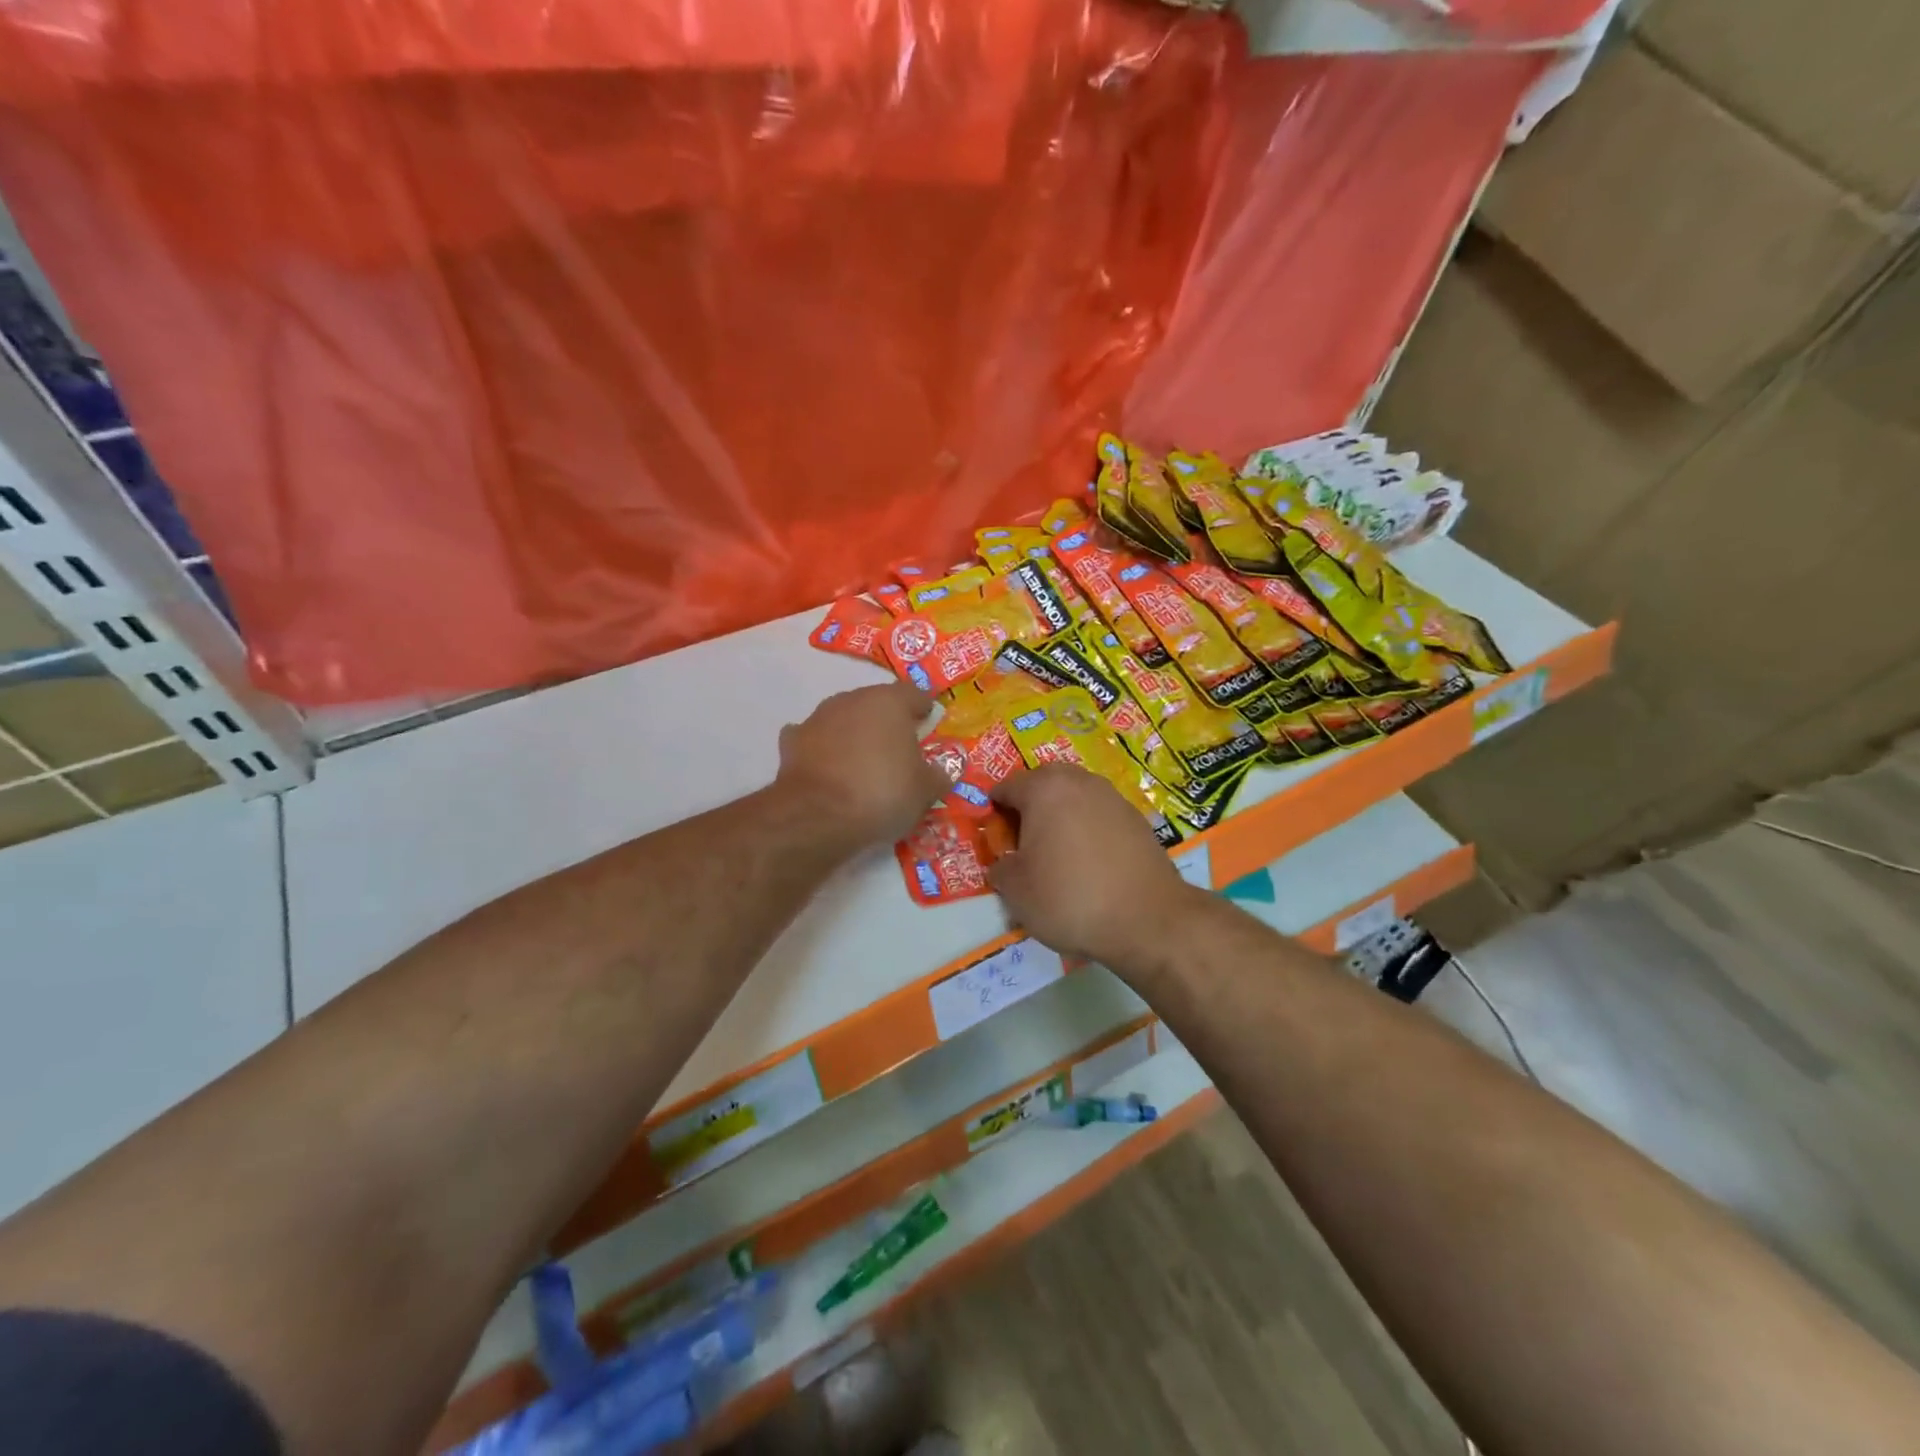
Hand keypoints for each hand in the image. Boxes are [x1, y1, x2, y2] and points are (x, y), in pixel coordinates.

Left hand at [776, 683, 948, 848]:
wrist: (817, 816)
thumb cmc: (882, 793)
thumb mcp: (924, 791)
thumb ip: (937, 775)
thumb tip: (942, 771)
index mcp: (889, 702)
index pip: (913, 694)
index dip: (923, 709)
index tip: (928, 723)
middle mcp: (852, 700)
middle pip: (876, 703)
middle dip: (887, 721)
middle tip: (899, 747)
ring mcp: (818, 718)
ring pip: (844, 719)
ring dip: (854, 733)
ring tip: (863, 761)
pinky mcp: (792, 742)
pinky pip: (814, 739)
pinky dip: (822, 749)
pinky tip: (827, 767)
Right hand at [989, 765, 1197, 967]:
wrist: (1147, 919)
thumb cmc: (1069, 898)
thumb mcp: (1016, 891)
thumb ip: (1001, 868)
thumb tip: (1004, 863)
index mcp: (1045, 789)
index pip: (1007, 786)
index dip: (994, 809)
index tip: (993, 835)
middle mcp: (1080, 782)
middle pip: (1044, 782)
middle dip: (1030, 804)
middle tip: (1023, 839)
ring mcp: (1113, 798)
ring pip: (1076, 795)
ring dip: (1061, 814)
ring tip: (1056, 851)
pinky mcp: (1138, 819)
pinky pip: (1100, 814)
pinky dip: (1088, 828)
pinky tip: (1088, 861)